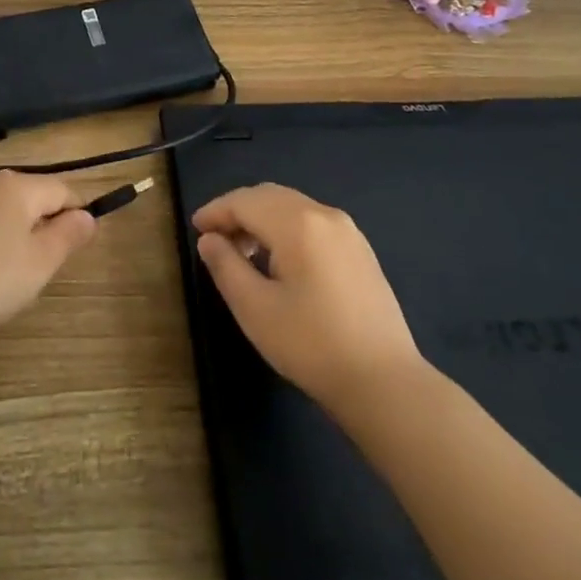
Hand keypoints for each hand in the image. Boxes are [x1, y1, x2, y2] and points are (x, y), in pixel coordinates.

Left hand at [0, 171, 96, 350]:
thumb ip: (68, 236)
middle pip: (32, 198)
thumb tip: (87, 215)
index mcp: (19, 186)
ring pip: (4, 212)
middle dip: (45, 228)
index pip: (63, 190)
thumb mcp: (39, 263)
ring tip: (10, 277)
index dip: (77, 216)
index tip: (77, 250)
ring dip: (16, 237)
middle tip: (42, 270)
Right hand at [192, 183, 422, 404]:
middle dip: (238, 211)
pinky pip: (312, 222)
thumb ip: (225, 266)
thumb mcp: (254, 308)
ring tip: (243, 252)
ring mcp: (348, 231)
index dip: (215, 211)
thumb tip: (210, 240)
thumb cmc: (311, 345)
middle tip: (215, 239)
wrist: (385, 383)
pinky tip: (279, 260)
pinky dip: (286, 228)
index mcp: (297, 223)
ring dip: (262, 219)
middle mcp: (324, 215)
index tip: (195, 228)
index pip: (244, 201)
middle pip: (269, 196)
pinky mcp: (360, 250)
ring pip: (292, 207)